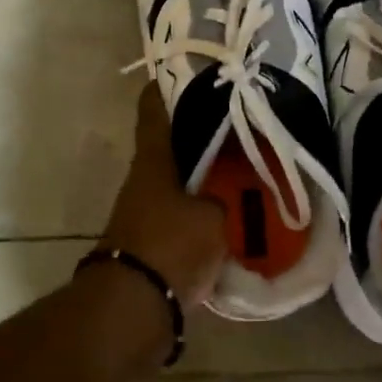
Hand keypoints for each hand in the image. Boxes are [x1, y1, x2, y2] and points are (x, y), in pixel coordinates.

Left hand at [99, 86, 227, 308]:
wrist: (133, 310)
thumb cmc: (170, 245)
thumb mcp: (213, 215)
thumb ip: (228, 195)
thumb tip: (240, 184)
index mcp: (153, 159)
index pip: (154, 108)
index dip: (168, 85)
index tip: (192, 70)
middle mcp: (146, 177)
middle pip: (173, 142)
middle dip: (204, 131)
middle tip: (243, 122)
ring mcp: (147, 209)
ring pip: (182, 177)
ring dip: (208, 171)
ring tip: (248, 165)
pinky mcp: (154, 240)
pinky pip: (186, 212)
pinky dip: (207, 207)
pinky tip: (238, 210)